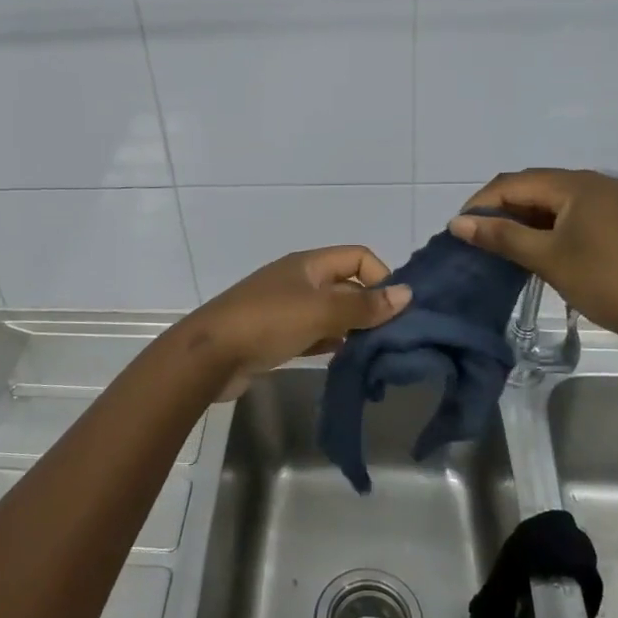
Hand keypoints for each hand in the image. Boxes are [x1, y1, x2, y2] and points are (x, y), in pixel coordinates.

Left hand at [173, 246, 412, 401]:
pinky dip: (331, 343)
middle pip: (346, 286)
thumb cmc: (267, 323)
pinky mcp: (276, 336)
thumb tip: (407, 294)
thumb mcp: (320, 311)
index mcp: (308, 264)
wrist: (210, 355)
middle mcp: (299, 281)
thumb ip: (364, 306)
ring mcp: (285, 309)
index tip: (394, 310)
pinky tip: (346, 360)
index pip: (358, 256)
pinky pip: (314, 334)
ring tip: (375, 353)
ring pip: (331, 313)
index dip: (380, 277)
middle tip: (392, 338)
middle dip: (370, 307)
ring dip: (352, 329)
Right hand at [449, 169, 617, 344]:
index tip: (457, 232)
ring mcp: (611, 201)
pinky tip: (537, 251)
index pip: (512, 183)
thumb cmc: (610, 282)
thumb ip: (502, 236)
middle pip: (532, 187)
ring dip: (523, 220)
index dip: (480, 204)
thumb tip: (457, 222)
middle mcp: (593, 183)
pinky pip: (572, 214)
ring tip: (500, 248)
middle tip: (476, 240)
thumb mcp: (549, 259)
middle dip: (500, 210)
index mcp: (575, 184)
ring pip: (552, 202)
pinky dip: (548, 228)